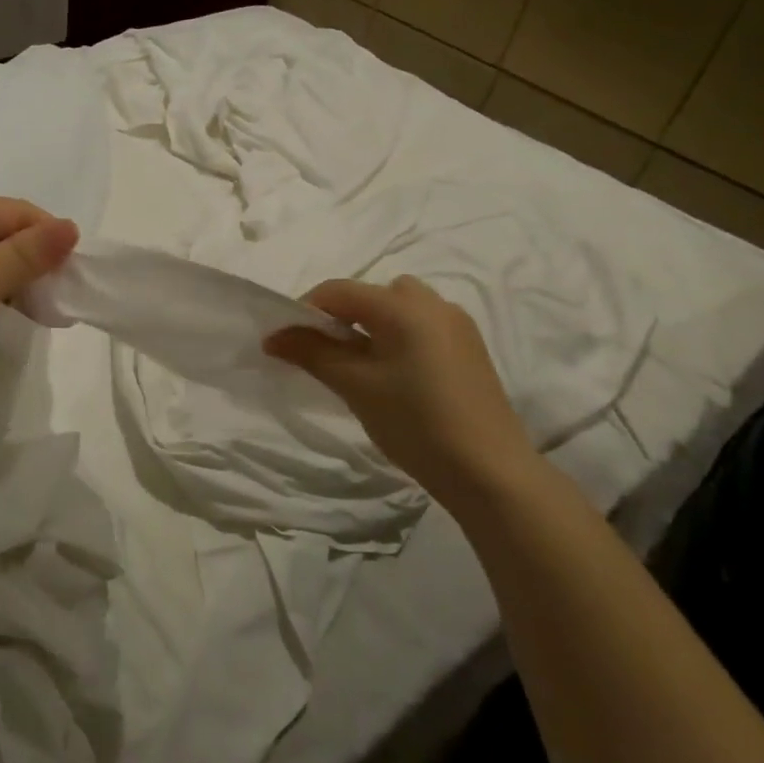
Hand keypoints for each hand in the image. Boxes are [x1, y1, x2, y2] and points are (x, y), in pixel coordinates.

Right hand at [265, 275, 538, 502]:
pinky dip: (398, 337)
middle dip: (342, 316)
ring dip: (372, 325)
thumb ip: (311, 353)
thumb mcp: (355, 386)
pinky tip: (396, 377)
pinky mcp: (470, 348)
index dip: (306, 311)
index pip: (338, 290)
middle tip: (327, 355)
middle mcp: (433, 303)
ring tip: (361, 366)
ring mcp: (457, 325)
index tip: (289, 343)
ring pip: (400, 308)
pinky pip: (422, 326)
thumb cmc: (415, 423)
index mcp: (402, 306)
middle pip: (371, 294)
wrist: (490, 471)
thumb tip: (273, 336)